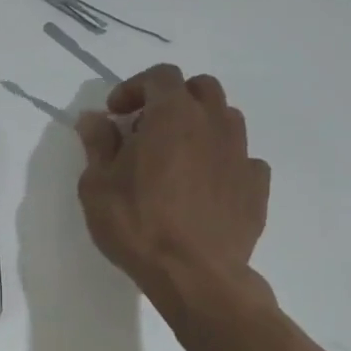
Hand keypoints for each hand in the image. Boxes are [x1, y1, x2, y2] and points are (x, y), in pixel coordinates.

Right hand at [76, 64, 273, 314]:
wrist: (195, 275)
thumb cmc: (137, 224)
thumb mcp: (97, 185)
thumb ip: (98, 144)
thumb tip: (94, 119)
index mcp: (172, 115)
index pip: (160, 76)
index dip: (135, 87)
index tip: (116, 114)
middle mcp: (213, 124)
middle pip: (201, 88)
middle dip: (173, 99)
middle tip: (147, 129)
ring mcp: (241, 154)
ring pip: (225, 119)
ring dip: (200, 126)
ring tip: (177, 157)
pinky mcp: (256, 186)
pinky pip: (242, 158)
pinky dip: (222, 161)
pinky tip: (204, 187)